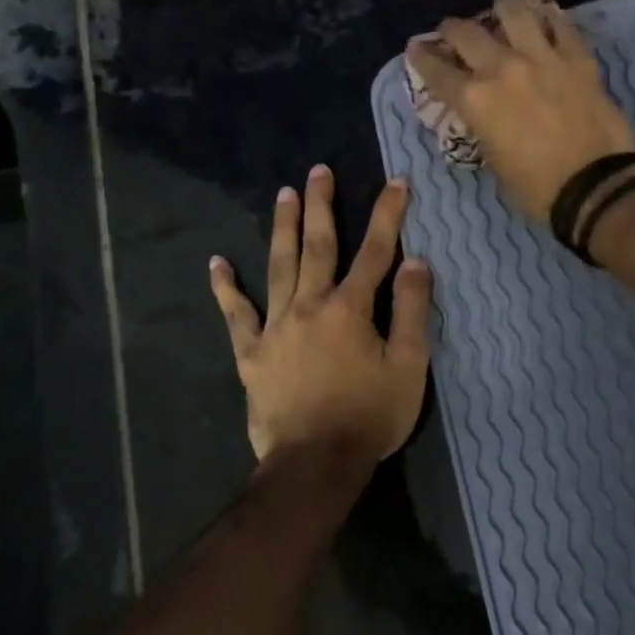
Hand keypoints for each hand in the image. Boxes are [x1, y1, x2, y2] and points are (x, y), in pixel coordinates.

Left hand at [209, 165, 431, 468]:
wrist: (315, 463)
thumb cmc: (371, 415)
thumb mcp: (409, 366)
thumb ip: (412, 310)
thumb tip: (418, 262)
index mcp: (351, 308)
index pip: (376, 251)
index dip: (388, 214)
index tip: (395, 182)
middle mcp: (310, 306)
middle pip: (318, 246)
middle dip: (322, 205)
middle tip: (319, 170)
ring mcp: (275, 327)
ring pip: (278, 266)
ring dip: (282, 228)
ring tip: (283, 194)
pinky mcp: (251, 354)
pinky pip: (236, 315)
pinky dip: (225, 288)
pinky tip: (217, 263)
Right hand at [405, 0, 634, 218]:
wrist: (596, 186)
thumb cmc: (538, 189)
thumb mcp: (495, 162)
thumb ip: (484, 129)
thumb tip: (485, 114)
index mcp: (476, 101)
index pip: (437, 72)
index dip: (422, 58)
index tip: (417, 49)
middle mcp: (502, 68)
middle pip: (466, 33)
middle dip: (452, 29)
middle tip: (453, 31)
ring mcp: (542, 57)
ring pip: (514, 11)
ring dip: (501, 9)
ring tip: (501, 11)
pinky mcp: (577, 58)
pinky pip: (560, 24)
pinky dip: (548, 16)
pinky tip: (544, 15)